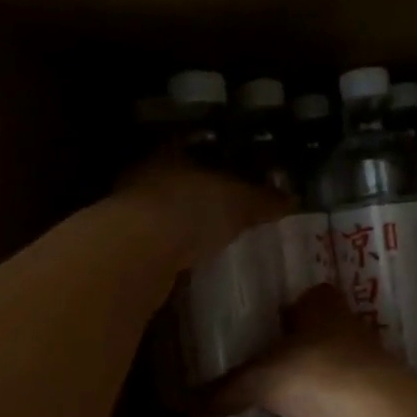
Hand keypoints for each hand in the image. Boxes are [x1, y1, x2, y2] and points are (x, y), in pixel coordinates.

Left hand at [116, 152, 288, 270]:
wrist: (139, 252)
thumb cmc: (192, 209)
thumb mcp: (240, 202)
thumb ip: (264, 200)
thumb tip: (292, 199)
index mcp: (172, 153)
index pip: (197, 150)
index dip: (219, 162)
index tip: (237, 179)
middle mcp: (145, 176)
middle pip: (178, 182)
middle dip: (200, 198)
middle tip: (226, 214)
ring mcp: (129, 213)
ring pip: (163, 214)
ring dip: (183, 228)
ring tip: (210, 244)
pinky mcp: (124, 248)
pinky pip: (156, 246)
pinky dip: (173, 254)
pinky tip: (190, 266)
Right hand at [208, 284, 416, 416]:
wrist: (375, 409)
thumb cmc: (313, 373)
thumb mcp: (260, 381)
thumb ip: (226, 391)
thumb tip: (187, 407)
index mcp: (321, 304)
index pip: (310, 294)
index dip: (291, 306)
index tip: (270, 324)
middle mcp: (348, 323)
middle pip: (323, 326)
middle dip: (301, 341)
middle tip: (271, 358)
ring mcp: (367, 356)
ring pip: (337, 358)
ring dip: (317, 371)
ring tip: (287, 389)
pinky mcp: (378, 389)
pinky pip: (347, 389)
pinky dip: (331, 400)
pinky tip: (312, 416)